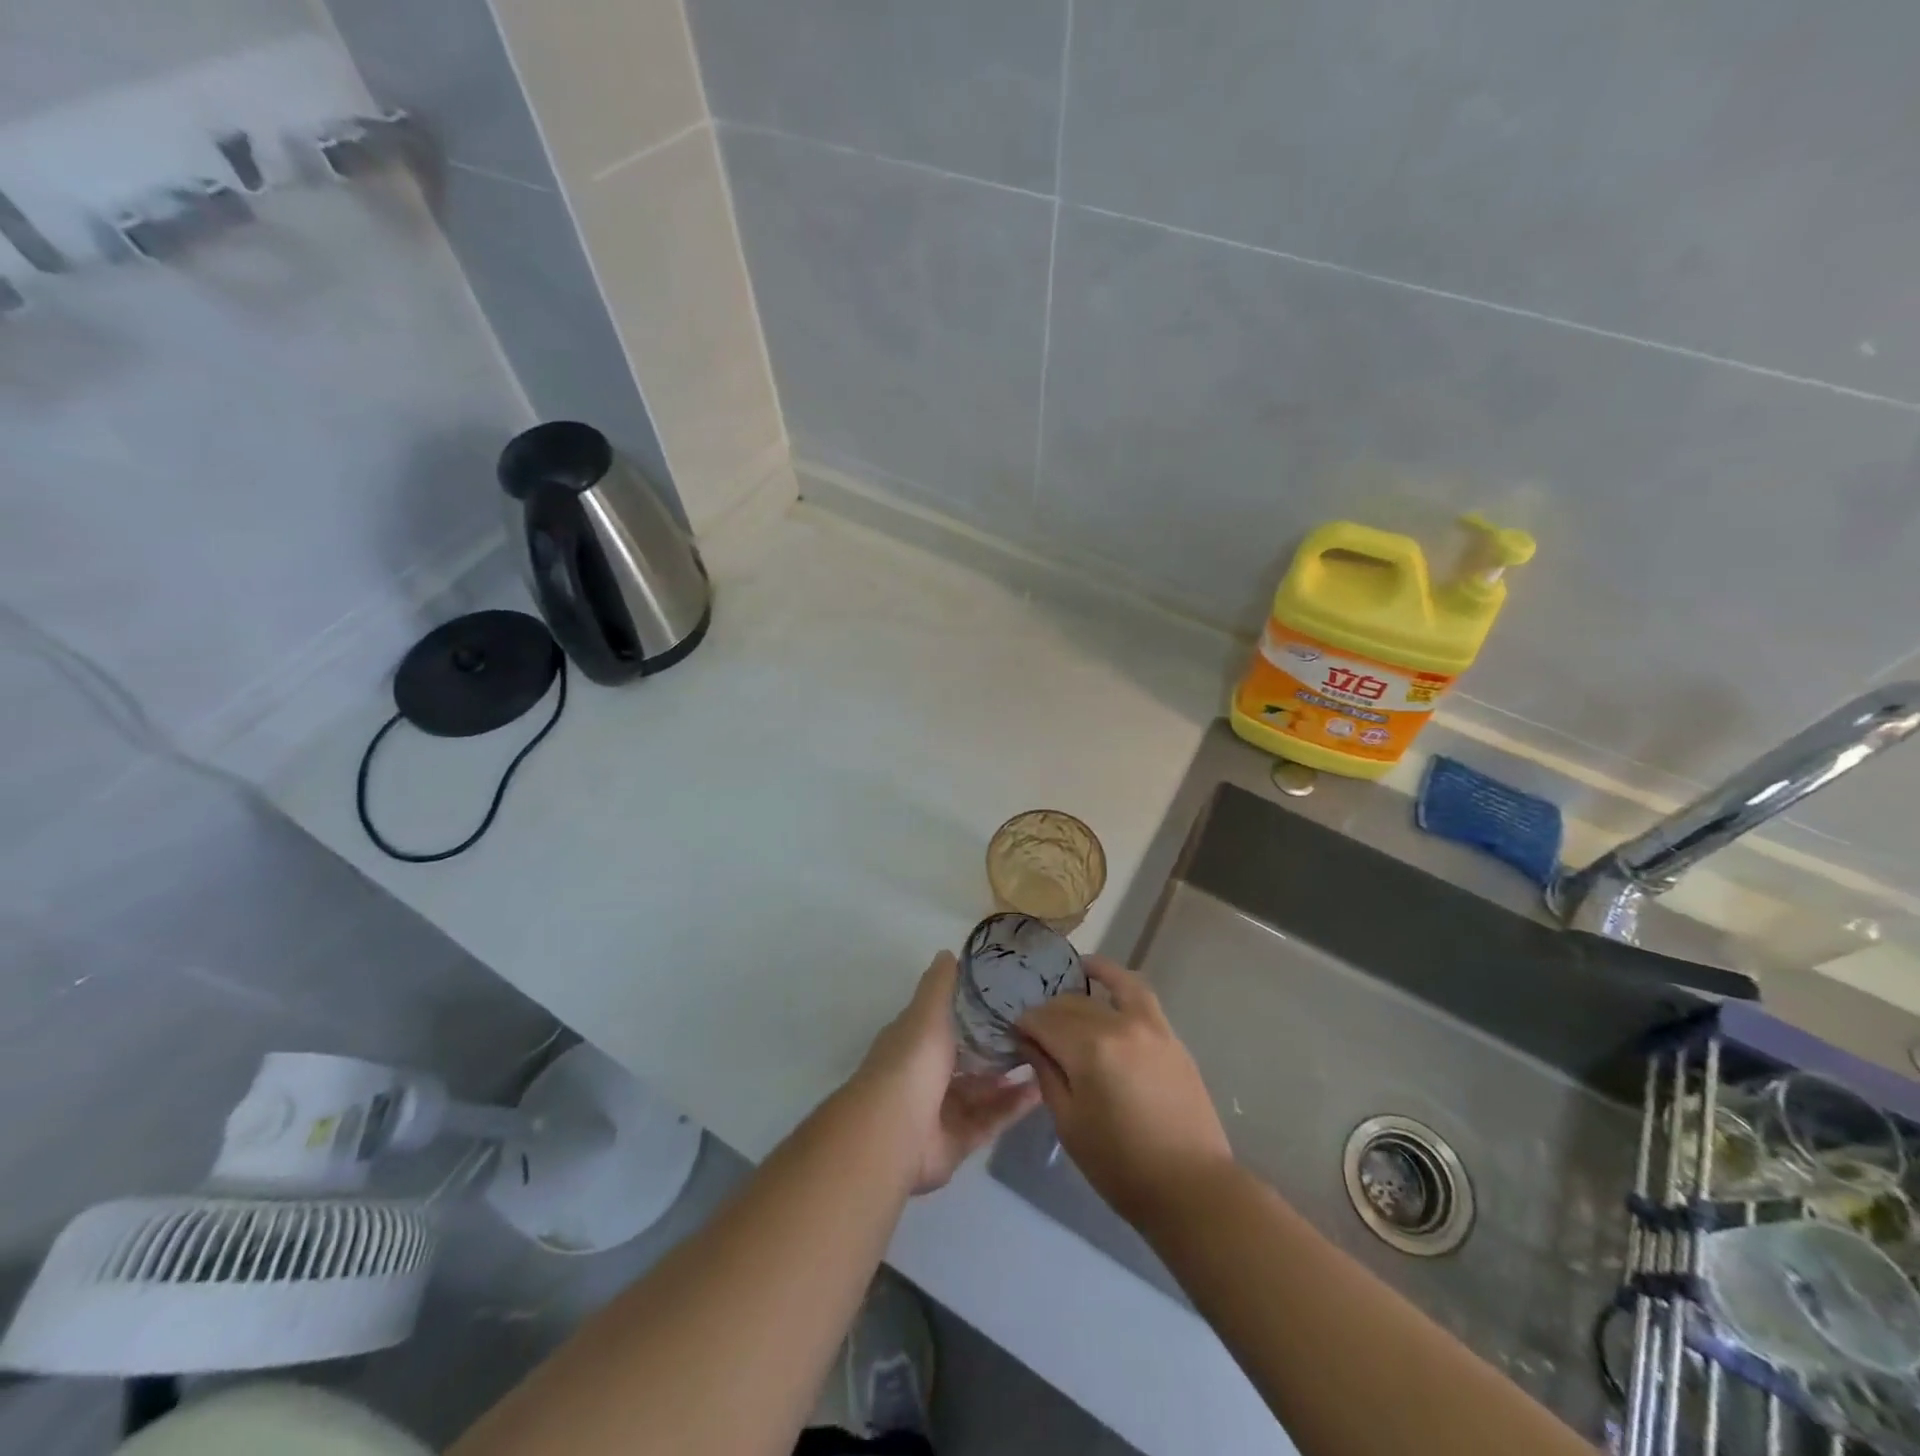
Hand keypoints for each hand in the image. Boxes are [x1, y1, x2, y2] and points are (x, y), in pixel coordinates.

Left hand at [857, 951, 1040, 1193]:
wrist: (895, 1131)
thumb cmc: (912, 1061)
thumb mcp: (927, 1011)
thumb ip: (940, 984)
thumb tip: (948, 952)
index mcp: (915, 1042)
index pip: (945, 1023)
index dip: (972, 1013)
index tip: (1006, 1001)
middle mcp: (926, 1075)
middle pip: (967, 1060)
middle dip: (996, 1049)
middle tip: (1035, 1033)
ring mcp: (941, 1111)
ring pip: (982, 1092)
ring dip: (1010, 1079)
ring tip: (1046, 1060)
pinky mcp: (958, 1141)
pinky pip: (990, 1121)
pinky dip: (1013, 1107)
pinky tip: (1041, 1091)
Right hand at [1017, 956, 1231, 1224]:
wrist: (1190, 1187)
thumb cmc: (1120, 1165)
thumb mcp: (1069, 1123)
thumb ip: (1046, 1073)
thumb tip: (1028, 1041)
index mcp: (1088, 1050)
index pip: (1043, 1022)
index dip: (1024, 1027)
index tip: (1015, 1037)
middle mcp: (1117, 1025)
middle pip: (1070, 1005)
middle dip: (1048, 1014)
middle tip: (1037, 1033)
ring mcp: (1148, 1025)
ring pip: (1104, 990)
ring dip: (1081, 985)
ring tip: (1067, 980)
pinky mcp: (1168, 1033)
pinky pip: (1138, 993)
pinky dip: (1117, 979)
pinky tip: (1102, 977)